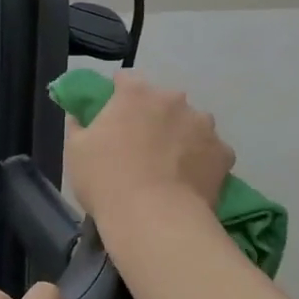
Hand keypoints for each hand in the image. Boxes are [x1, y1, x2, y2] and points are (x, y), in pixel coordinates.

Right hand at [65, 72, 235, 223]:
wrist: (154, 219)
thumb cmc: (106, 180)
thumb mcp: (75, 151)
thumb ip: (78, 124)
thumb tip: (79, 115)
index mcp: (136, 94)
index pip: (126, 80)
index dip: (118, 94)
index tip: (113, 114)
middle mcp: (174, 100)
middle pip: (163, 102)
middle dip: (154, 117)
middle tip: (141, 147)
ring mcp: (203, 125)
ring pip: (191, 124)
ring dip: (182, 137)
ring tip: (170, 168)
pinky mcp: (224, 153)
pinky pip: (211, 152)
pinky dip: (202, 162)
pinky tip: (190, 182)